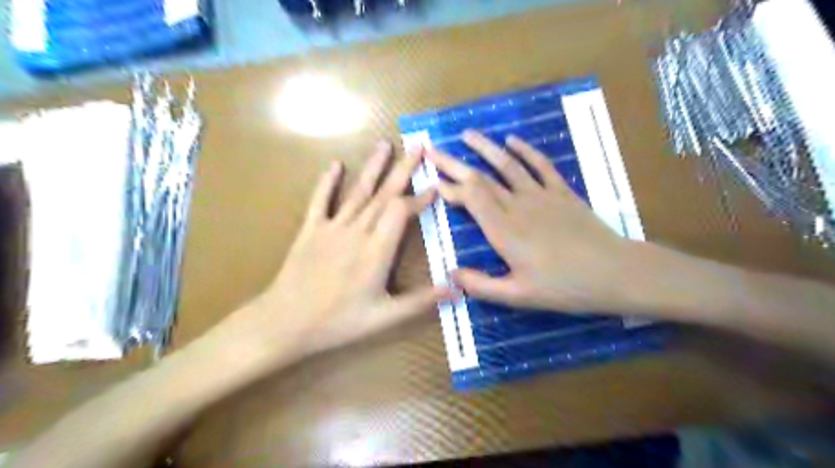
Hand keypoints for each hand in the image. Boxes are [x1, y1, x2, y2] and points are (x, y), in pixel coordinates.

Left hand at [215, 142, 450, 364]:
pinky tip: (335, 165)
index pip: (402, 212)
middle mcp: (357, 231)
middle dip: (403, 169)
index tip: (435, 186)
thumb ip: (421, 300)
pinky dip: (328, 182)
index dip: (420, 198)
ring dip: (373, 167)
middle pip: (384, 193)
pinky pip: (320, 201)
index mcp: (376, 250)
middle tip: (418, 147)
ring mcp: (332, 227)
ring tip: (385, 144)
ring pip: (358, 191)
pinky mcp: (311, 230)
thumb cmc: (338, 322)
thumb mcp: (384, 317)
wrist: (285, 322)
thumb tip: (456, 289)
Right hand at [426, 130, 640, 313]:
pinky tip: (513, 140)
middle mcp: (517, 206)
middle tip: (433, 149)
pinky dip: (526, 151)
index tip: (433, 179)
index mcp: (503, 230)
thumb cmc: (564, 287)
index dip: (450, 187)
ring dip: (486, 148)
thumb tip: (451, 274)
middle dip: (454, 163)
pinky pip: (541, 165)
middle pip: (481, 179)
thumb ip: (481, 285)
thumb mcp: (518, 296)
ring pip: (507, 165)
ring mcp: (541, 195)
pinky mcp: (562, 192)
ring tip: (467, 134)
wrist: (614, 273)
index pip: (470, 198)